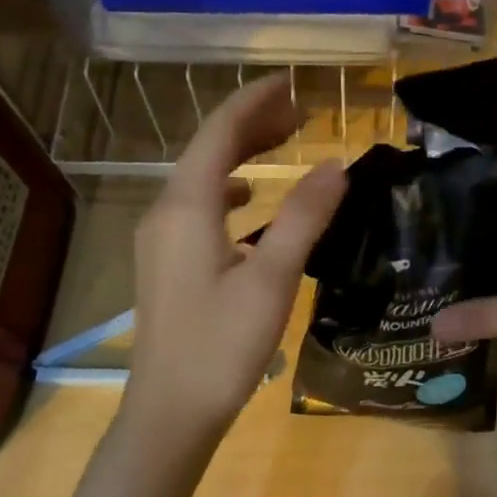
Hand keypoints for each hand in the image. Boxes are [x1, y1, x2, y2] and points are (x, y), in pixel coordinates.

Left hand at [124, 77, 345, 444]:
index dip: (254, 102)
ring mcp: (160, 239)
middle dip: (251, 124)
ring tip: (283, 143)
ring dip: (240, 154)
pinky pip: (199, 206)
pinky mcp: (166, 263)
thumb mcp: (271, 279)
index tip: (291, 84)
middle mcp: (165, 212)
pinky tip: (250, 202)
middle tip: (299, 111)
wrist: (170, 413)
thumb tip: (335, 165)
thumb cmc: (222, 346)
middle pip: (207, 149)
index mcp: (186, 207)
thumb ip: (303, 217)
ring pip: (202, 178)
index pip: (219, 132)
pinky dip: (229, 190)